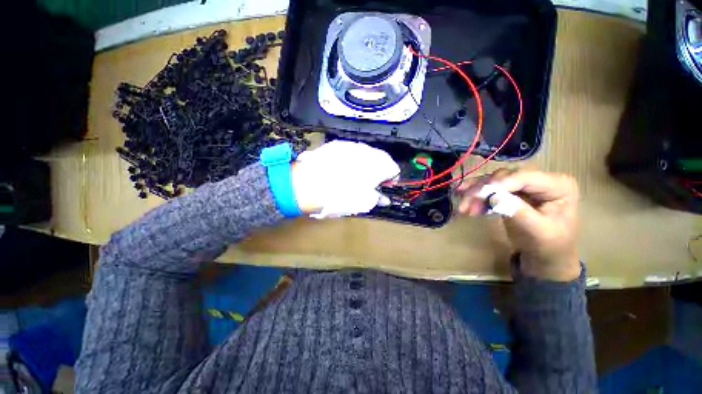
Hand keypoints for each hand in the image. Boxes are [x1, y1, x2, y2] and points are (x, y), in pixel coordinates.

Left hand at [291, 140, 399, 218]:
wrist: (309, 184)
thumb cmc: (342, 196)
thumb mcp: (364, 203)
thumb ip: (377, 198)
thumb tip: (384, 198)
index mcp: (380, 165)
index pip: (394, 169)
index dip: (390, 180)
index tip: (383, 187)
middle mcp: (368, 151)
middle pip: (380, 159)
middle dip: (378, 170)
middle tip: (369, 183)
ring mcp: (351, 145)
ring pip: (365, 154)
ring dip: (364, 164)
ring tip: (353, 176)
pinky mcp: (336, 144)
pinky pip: (349, 152)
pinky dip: (349, 160)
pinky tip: (340, 169)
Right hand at [457, 170, 580, 281]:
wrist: (546, 256)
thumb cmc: (549, 246)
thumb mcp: (538, 231)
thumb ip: (518, 212)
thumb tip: (493, 197)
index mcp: (558, 185)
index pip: (525, 177)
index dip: (500, 184)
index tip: (477, 194)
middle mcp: (541, 179)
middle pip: (504, 177)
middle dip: (482, 190)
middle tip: (465, 205)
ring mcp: (524, 185)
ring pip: (493, 182)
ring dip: (475, 194)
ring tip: (463, 208)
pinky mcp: (511, 192)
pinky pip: (489, 189)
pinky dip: (476, 196)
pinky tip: (465, 203)